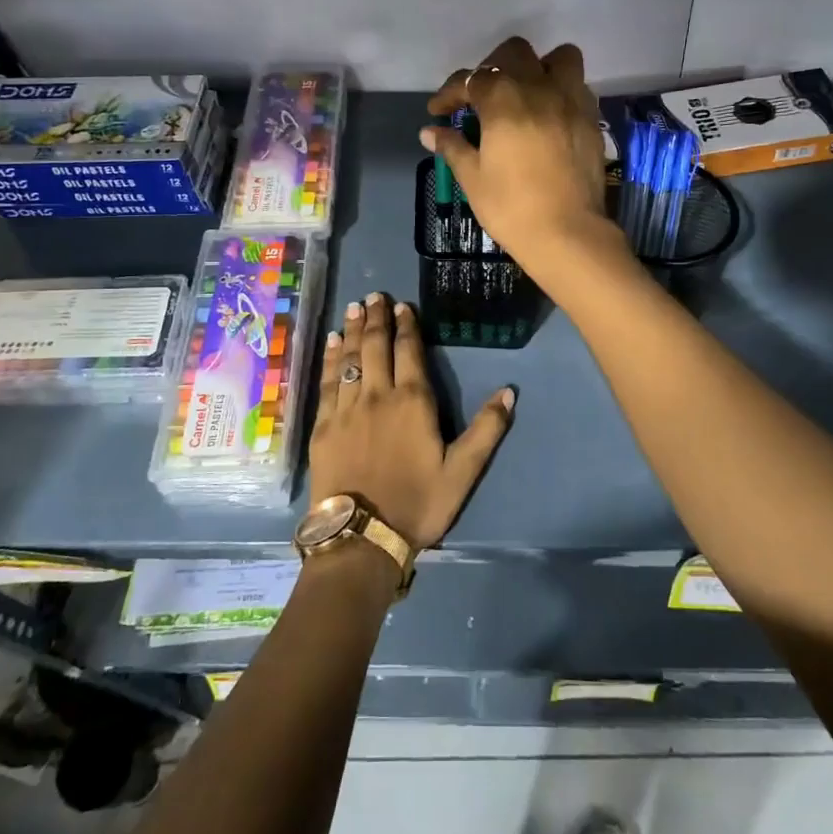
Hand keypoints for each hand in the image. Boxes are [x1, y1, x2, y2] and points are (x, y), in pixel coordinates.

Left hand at [308, 293, 513, 549]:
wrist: (362, 537)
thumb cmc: (418, 503)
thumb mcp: (463, 471)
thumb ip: (487, 429)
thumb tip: (509, 391)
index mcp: (413, 401)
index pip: (409, 352)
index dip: (406, 326)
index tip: (403, 306)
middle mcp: (377, 395)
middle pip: (375, 347)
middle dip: (376, 319)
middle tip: (374, 296)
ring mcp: (346, 409)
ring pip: (349, 359)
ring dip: (353, 330)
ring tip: (354, 308)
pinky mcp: (323, 426)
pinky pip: (326, 382)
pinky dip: (330, 359)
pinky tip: (332, 344)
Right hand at [421, 38, 618, 278]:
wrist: (567, 234)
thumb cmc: (511, 207)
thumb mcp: (473, 178)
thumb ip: (453, 147)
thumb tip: (429, 132)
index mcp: (503, 99)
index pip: (469, 80)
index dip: (449, 94)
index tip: (438, 112)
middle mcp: (539, 88)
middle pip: (513, 53)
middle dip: (492, 67)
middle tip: (481, 96)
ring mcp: (571, 100)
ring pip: (558, 58)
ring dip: (538, 68)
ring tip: (525, 94)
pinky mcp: (591, 119)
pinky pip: (578, 87)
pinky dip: (561, 91)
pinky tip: (549, 116)